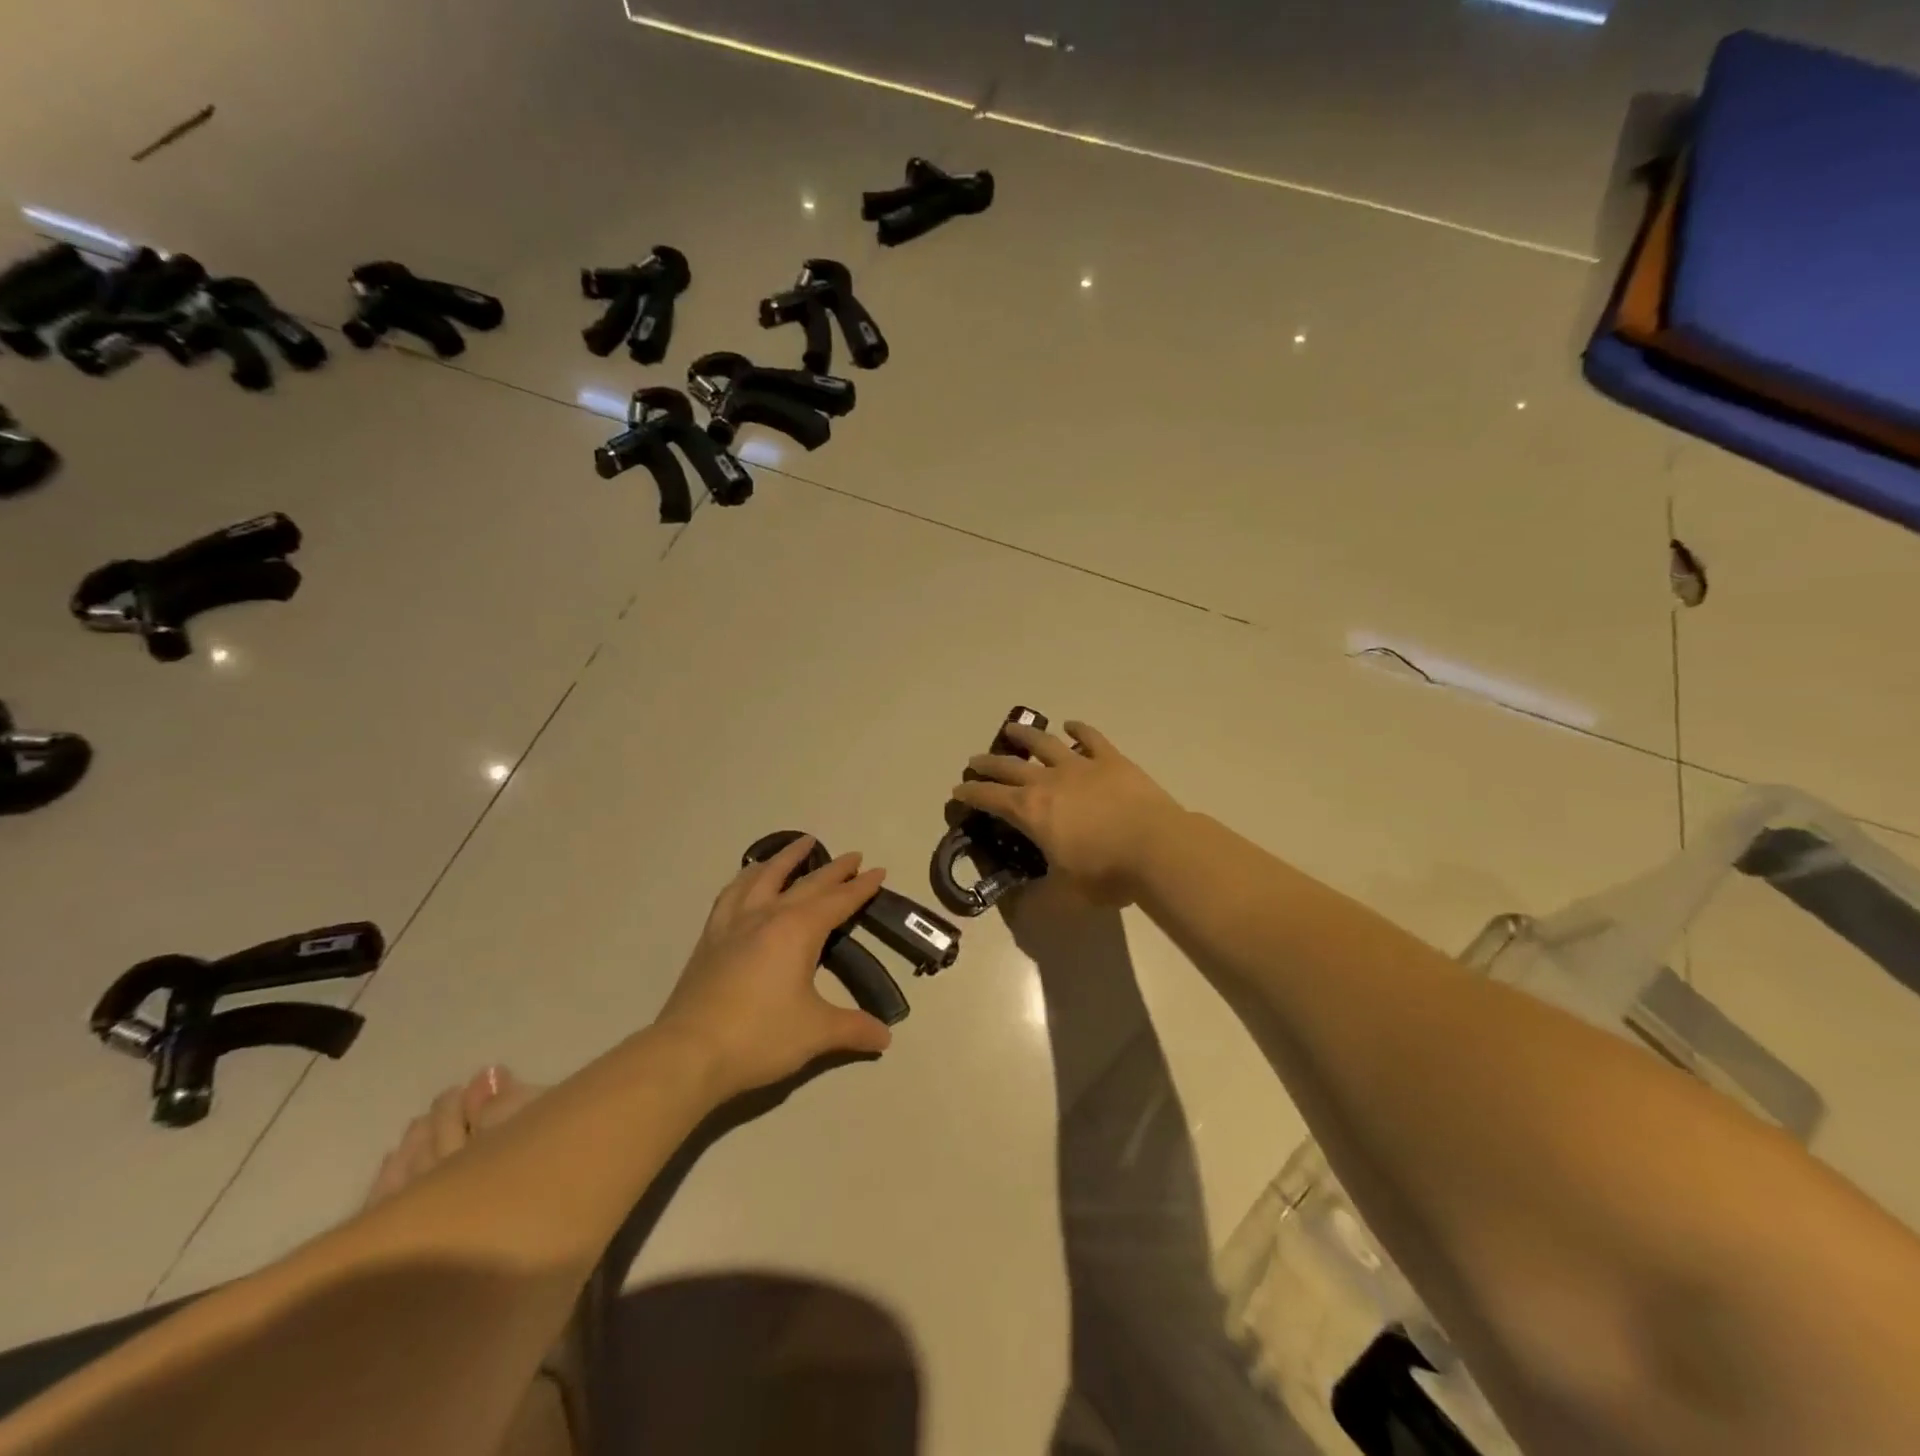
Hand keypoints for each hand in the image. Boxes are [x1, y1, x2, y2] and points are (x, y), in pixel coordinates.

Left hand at [654, 836, 892, 1098]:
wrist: (689, 1052)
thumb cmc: (760, 1037)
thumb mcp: (815, 1033)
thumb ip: (853, 1028)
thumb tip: (885, 1037)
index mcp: (798, 931)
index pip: (838, 901)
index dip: (861, 887)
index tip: (879, 871)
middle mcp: (768, 916)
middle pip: (807, 883)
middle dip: (834, 869)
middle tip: (853, 857)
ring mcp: (734, 923)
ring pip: (764, 877)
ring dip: (786, 858)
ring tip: (800, 844)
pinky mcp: (711, 937)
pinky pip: (731, 894)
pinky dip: (746, 878)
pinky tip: (749, 877)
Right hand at [953, 720, 1183, 905]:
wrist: (1157, 848)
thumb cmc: (1107, 873)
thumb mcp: (1066, 895)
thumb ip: (1039, 899)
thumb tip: (1018, 905)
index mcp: (1031, 812)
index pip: (990, 798)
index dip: (971, 794)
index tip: (958, 790)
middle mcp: (1049, 782)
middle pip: (1010, 767)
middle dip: (988, 763)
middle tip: (975, 760)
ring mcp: (1081, 766)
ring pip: (1044, 744)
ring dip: (1025, 736)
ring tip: (1012, 729)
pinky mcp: (1111, 760)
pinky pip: (1090, 738)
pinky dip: (1078, 729)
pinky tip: (1071, 725)